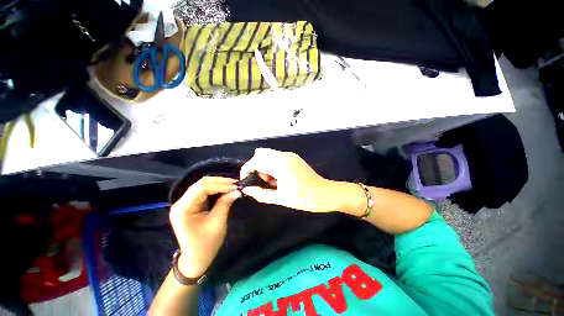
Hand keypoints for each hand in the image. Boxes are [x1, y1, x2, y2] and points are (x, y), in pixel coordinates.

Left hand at [169, 177, 240, 277]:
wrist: (196, 258)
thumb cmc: (206, 244)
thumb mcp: (217, 222)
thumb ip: (225, 203)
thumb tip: (237, 190)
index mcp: (183, 208)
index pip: (201, 188)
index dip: (220, 184)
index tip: (235, 185)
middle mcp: (181, 202)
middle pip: (201, 184)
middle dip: (220, 182)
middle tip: (236, 183)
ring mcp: (186, 203)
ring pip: (203, 186)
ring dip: (219, 184)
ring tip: (233, 185)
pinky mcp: (192, 204)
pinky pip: (205, 192)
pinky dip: (217, 189)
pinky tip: (226, 189)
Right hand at [240, 148, 341, 212]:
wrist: (324, 193)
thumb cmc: (303, 198)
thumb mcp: (280, 198)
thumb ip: (261, 194)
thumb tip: (248, 190)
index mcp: (280, 165)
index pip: (256, 160)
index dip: (247, 169)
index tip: (246, 180)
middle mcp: (284, 156)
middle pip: (261, 153)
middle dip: (256, 166)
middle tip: (261, 181)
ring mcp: (290, 155)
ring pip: (269, 154)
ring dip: (264, 165)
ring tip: (271, 181)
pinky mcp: (294, 157)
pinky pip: (277, 157)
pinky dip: (272, 164)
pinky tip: (279, 177)